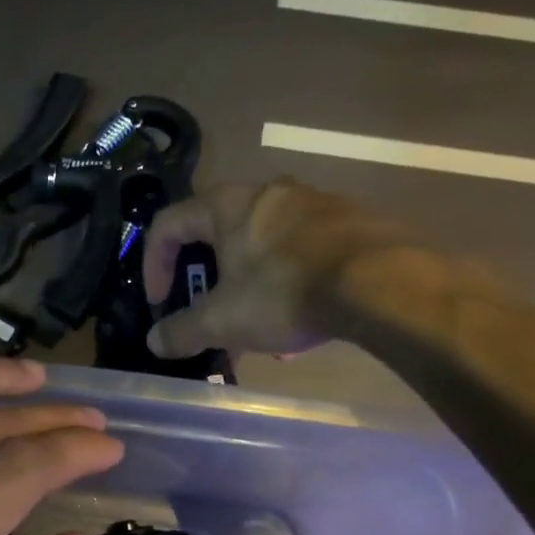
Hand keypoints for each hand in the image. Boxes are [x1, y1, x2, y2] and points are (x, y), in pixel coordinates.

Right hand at [141, 178, 440, 359]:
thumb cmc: (284, 293)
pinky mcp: (349, 222)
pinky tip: (298, 320)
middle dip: (207, 281)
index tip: (161, 301)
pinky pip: (300, 252)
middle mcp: (269, 193)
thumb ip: (182, 331)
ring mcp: (313, 204)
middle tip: (209, 315)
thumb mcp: (222, 321)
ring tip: (256, 329)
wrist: (380, 283)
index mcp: (228, 205)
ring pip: (262, 246)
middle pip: (218, 234)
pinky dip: (286, 283)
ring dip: (248, 286)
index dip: (154, 265)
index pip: (169, 224)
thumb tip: (155, 342)